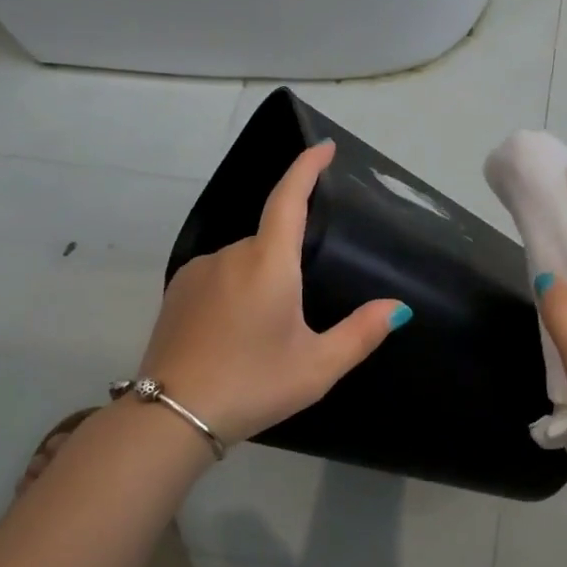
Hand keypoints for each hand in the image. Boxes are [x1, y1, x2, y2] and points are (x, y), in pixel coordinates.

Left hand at [136, 141, 407, 445]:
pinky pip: (219, 275)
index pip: (289, 197)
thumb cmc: (253, 385)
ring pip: (244, 261)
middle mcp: (231, 254)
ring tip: (264, 335)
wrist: (168, 418)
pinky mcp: (177, 291)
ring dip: (262, 281)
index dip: (306, 167)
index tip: (323, 147)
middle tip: (296, 320)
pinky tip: (235, 333)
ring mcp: (198, 270)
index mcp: (269, 262)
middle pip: (270, 240)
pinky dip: (236, 291)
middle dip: (289, 265)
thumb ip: (361, 332)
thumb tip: (398, 307)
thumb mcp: (317, 366)